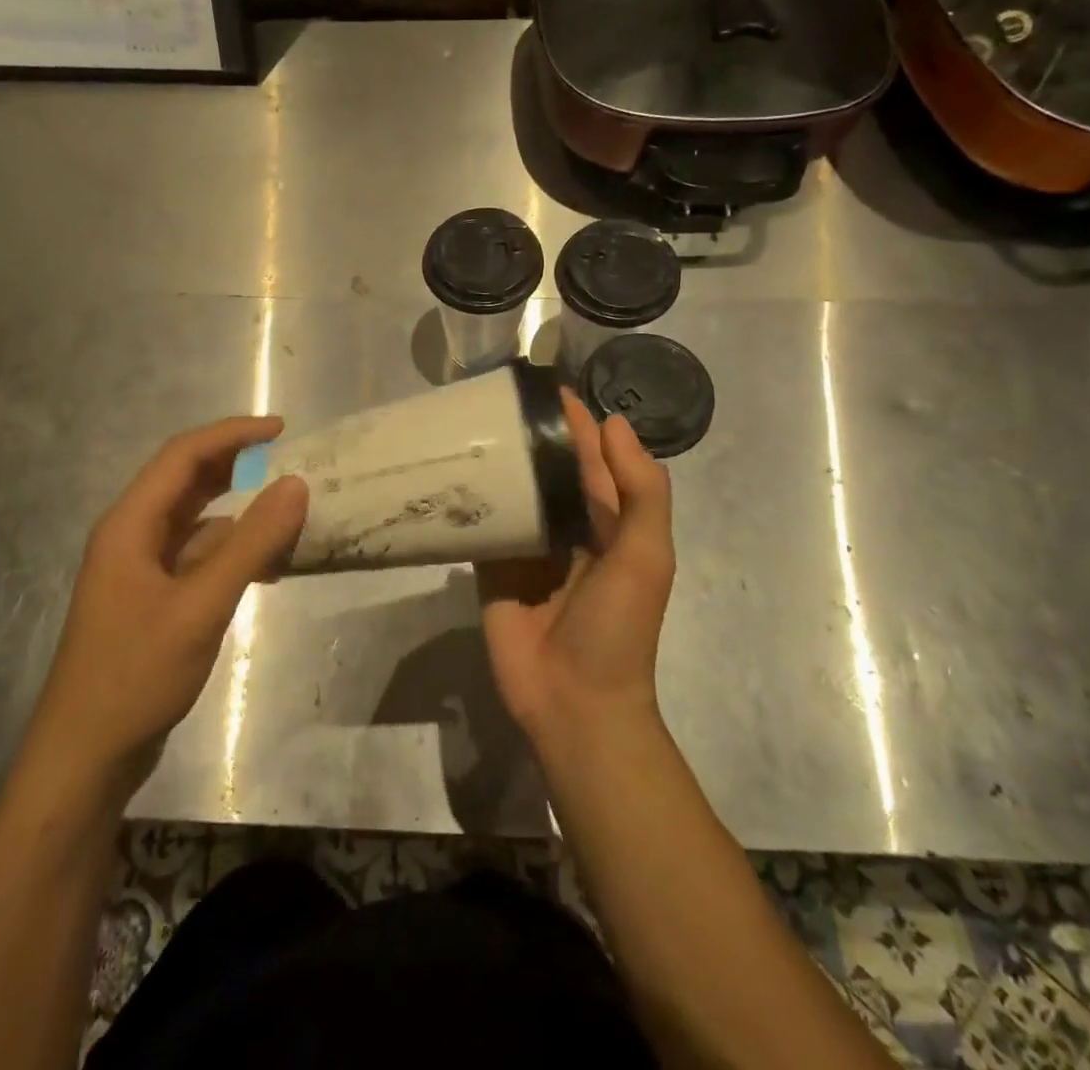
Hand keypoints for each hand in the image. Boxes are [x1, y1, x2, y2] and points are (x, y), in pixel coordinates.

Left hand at [29, 417, 308, 782]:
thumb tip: (296, 484)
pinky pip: (200, 558)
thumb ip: (251, 543)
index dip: (232, 434)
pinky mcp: (154, 599)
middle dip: (238, 467)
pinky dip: (234, 554)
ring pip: (198, 522)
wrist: (85, 759)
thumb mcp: (201, 606)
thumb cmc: (135, 675)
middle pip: (188, 482)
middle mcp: (133, 537)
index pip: (183, 456)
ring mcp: (142, 570)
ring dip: (241, 515)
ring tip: (290, 518)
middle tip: (291, 464)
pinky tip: (269, 571)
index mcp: (130, 524)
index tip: (282, 430)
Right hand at [477, 393, 674, 754]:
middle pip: (546, 469)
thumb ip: (640, 490)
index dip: (574, 421)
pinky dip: (468, 501)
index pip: (591, 457)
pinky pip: (480, 527)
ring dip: (494, 462)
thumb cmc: (617, 628)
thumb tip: (614, 423)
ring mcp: (526, 548)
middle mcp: (567, 527)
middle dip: (526, 435)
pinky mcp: (491, 570)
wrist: (573, 705)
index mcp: (608, 521)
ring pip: (511, 493)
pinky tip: (444, 472)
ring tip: (461, 423)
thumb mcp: (645, 556)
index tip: (542, 383)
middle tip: (489, 395)